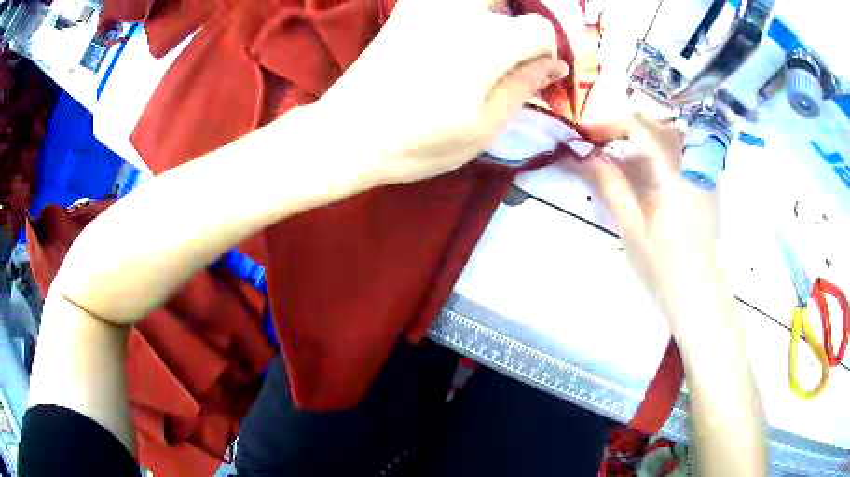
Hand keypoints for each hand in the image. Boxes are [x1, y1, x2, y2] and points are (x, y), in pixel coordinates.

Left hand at [314, 0, 567, 185]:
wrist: (348, 134)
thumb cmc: (418, 141)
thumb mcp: (484, 127)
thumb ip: (524, 87)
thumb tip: (556, 64)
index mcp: (489, 41)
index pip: (541, 28)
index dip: (546, 52)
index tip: (536, 74)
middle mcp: (461, 11)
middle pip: (513, 0)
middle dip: (523, 23)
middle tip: (514, 55)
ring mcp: (429, 5)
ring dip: (496, 13)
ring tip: (488, 47)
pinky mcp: (407, 9)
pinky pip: (449, 2)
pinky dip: (464, 12)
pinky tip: (457, 35)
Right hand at [571, 114, 722, 311]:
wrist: (701, 294)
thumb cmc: (665, 269)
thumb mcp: (633, 229)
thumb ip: (612, 186)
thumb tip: (588, 156)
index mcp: (675, 174)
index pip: (640, 127)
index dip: (608, 125)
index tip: (584, 136)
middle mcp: (692, 163)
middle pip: (655, 125)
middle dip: (623, 129)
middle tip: (598, 146)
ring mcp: (701, 171)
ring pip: (668, 135)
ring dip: (640, 139)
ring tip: (618, 157)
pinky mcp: (704, 181)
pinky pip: (680, 151)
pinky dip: (657, 152)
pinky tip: (644, 172)